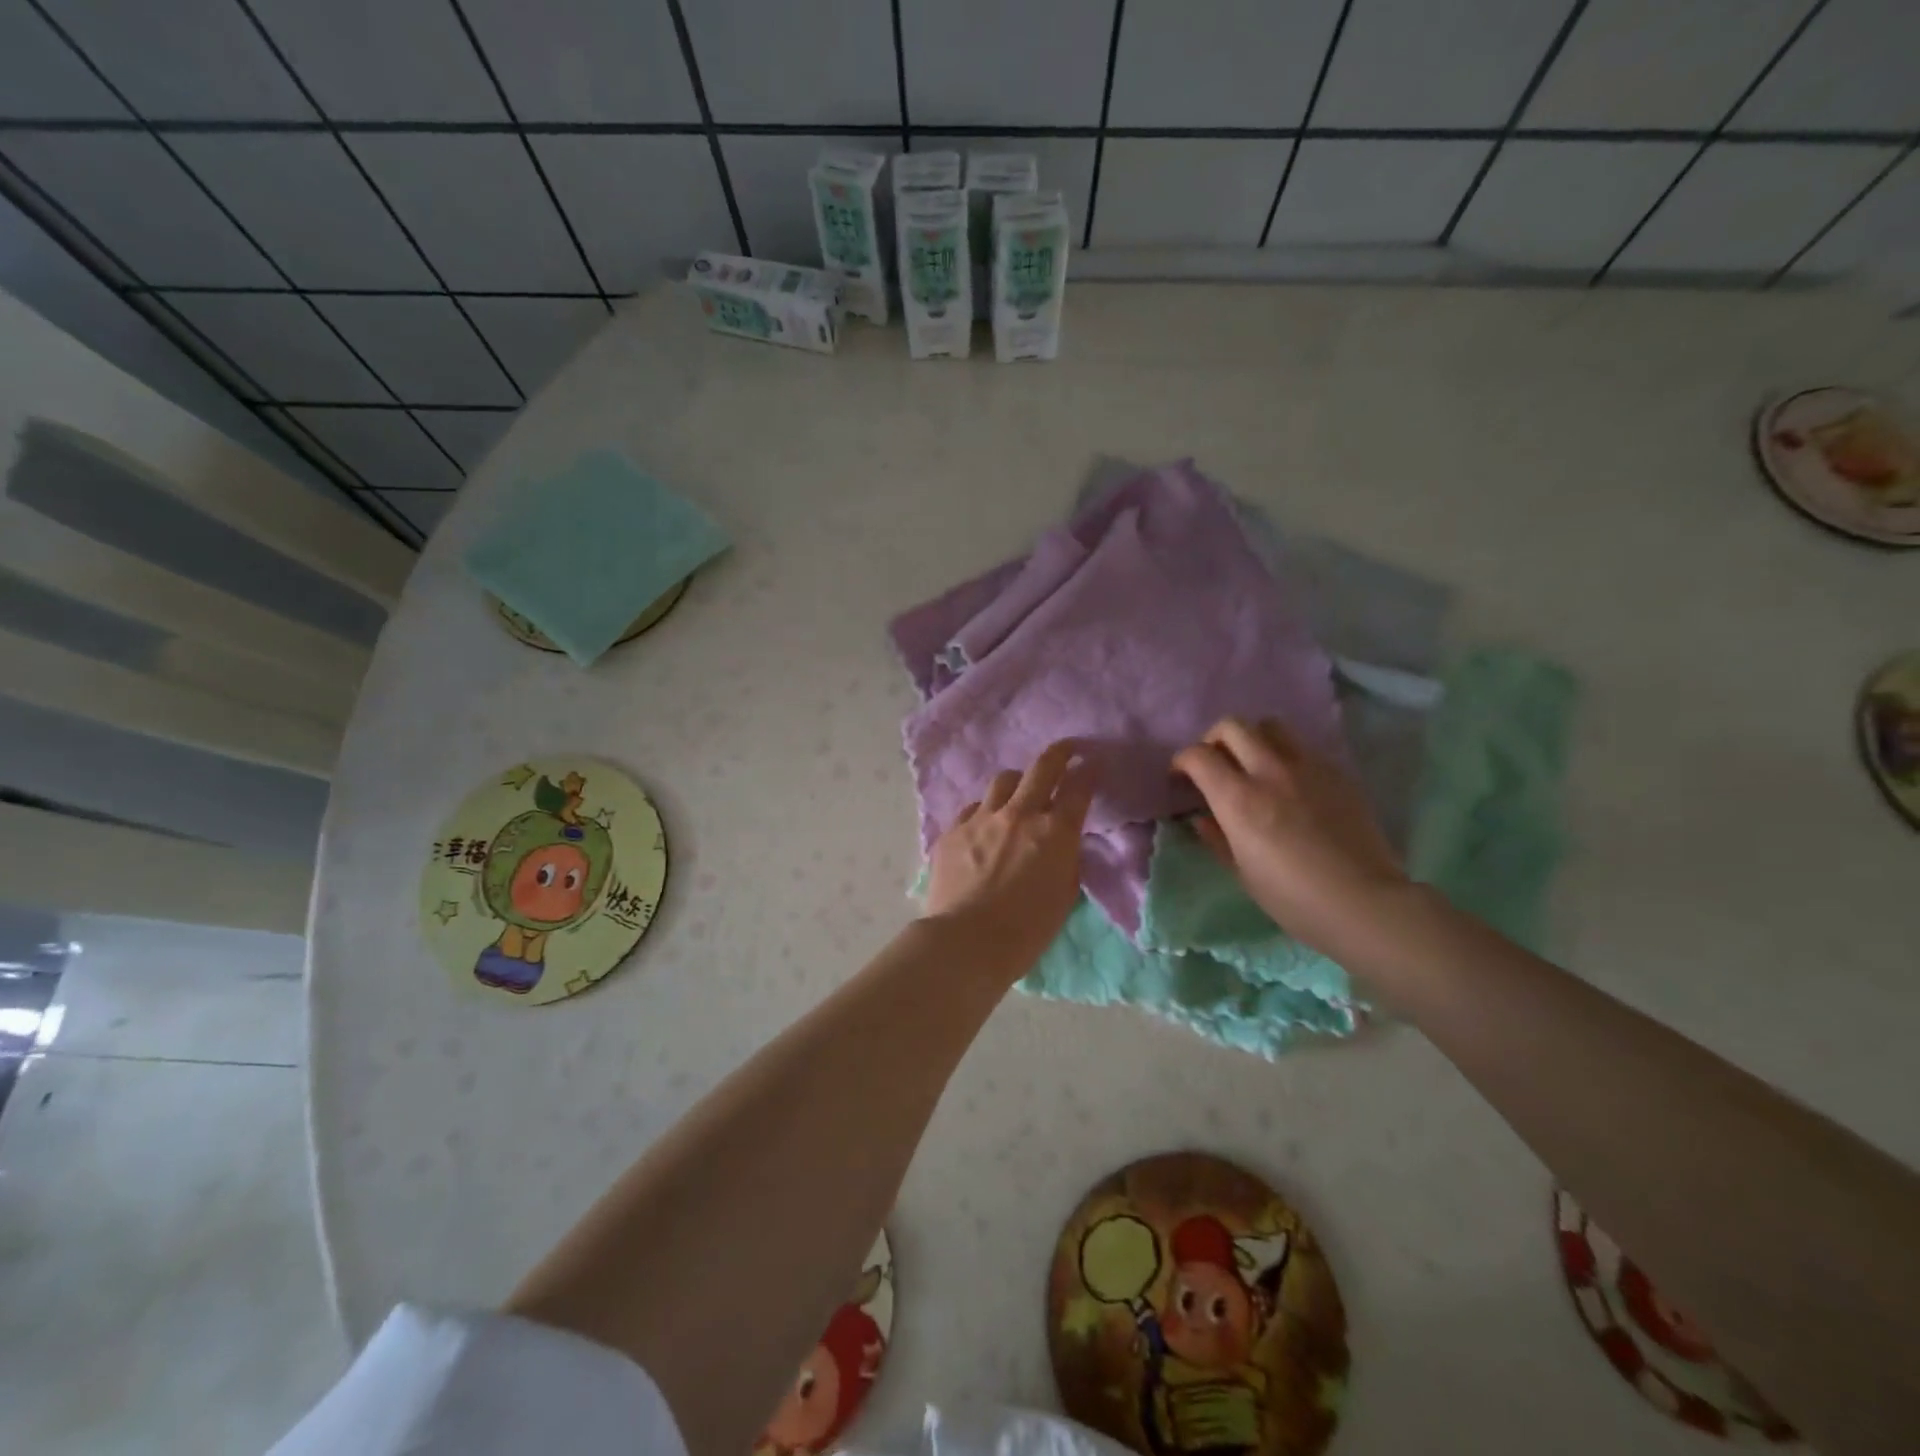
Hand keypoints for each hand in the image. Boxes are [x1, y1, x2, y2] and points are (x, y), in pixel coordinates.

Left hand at [925, 740, 1093, 978]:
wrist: (967, 941)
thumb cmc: (1027, 930)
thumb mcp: (1064, 895)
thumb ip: (1066, 860)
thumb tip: (1063, 842)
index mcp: (1055, 831)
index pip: (1079, 788)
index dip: (1089, 773)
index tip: (1092, 766)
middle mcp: (1020, 814)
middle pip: (1043, 767)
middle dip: (1060, 753)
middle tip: (1066, 750)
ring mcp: (982, 818)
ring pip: (1004, 781)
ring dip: (1017, 783)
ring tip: (1019, 795)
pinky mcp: (953, 830)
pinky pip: (974, 808)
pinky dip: (985, 812)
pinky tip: (984, 828)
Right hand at [1172, 717, 1407, 958]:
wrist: (1364, 903)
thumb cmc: (1293, 898)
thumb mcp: (1242, 873)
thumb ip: (1217, 838)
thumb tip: (1203, 818)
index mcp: (1239, 800)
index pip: (1198, 756)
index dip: (1182, 761)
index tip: (1181, 777)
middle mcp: (1270, 772)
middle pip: (1232, 726)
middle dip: (1214, 740)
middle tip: (1214, 764)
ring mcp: (1308, 768)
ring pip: (1271, 726)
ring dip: (1252, 739)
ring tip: (1252, 764)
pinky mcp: (1337, 773)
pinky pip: (1303, 749)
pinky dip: (1286, 756)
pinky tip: (1290, 785)